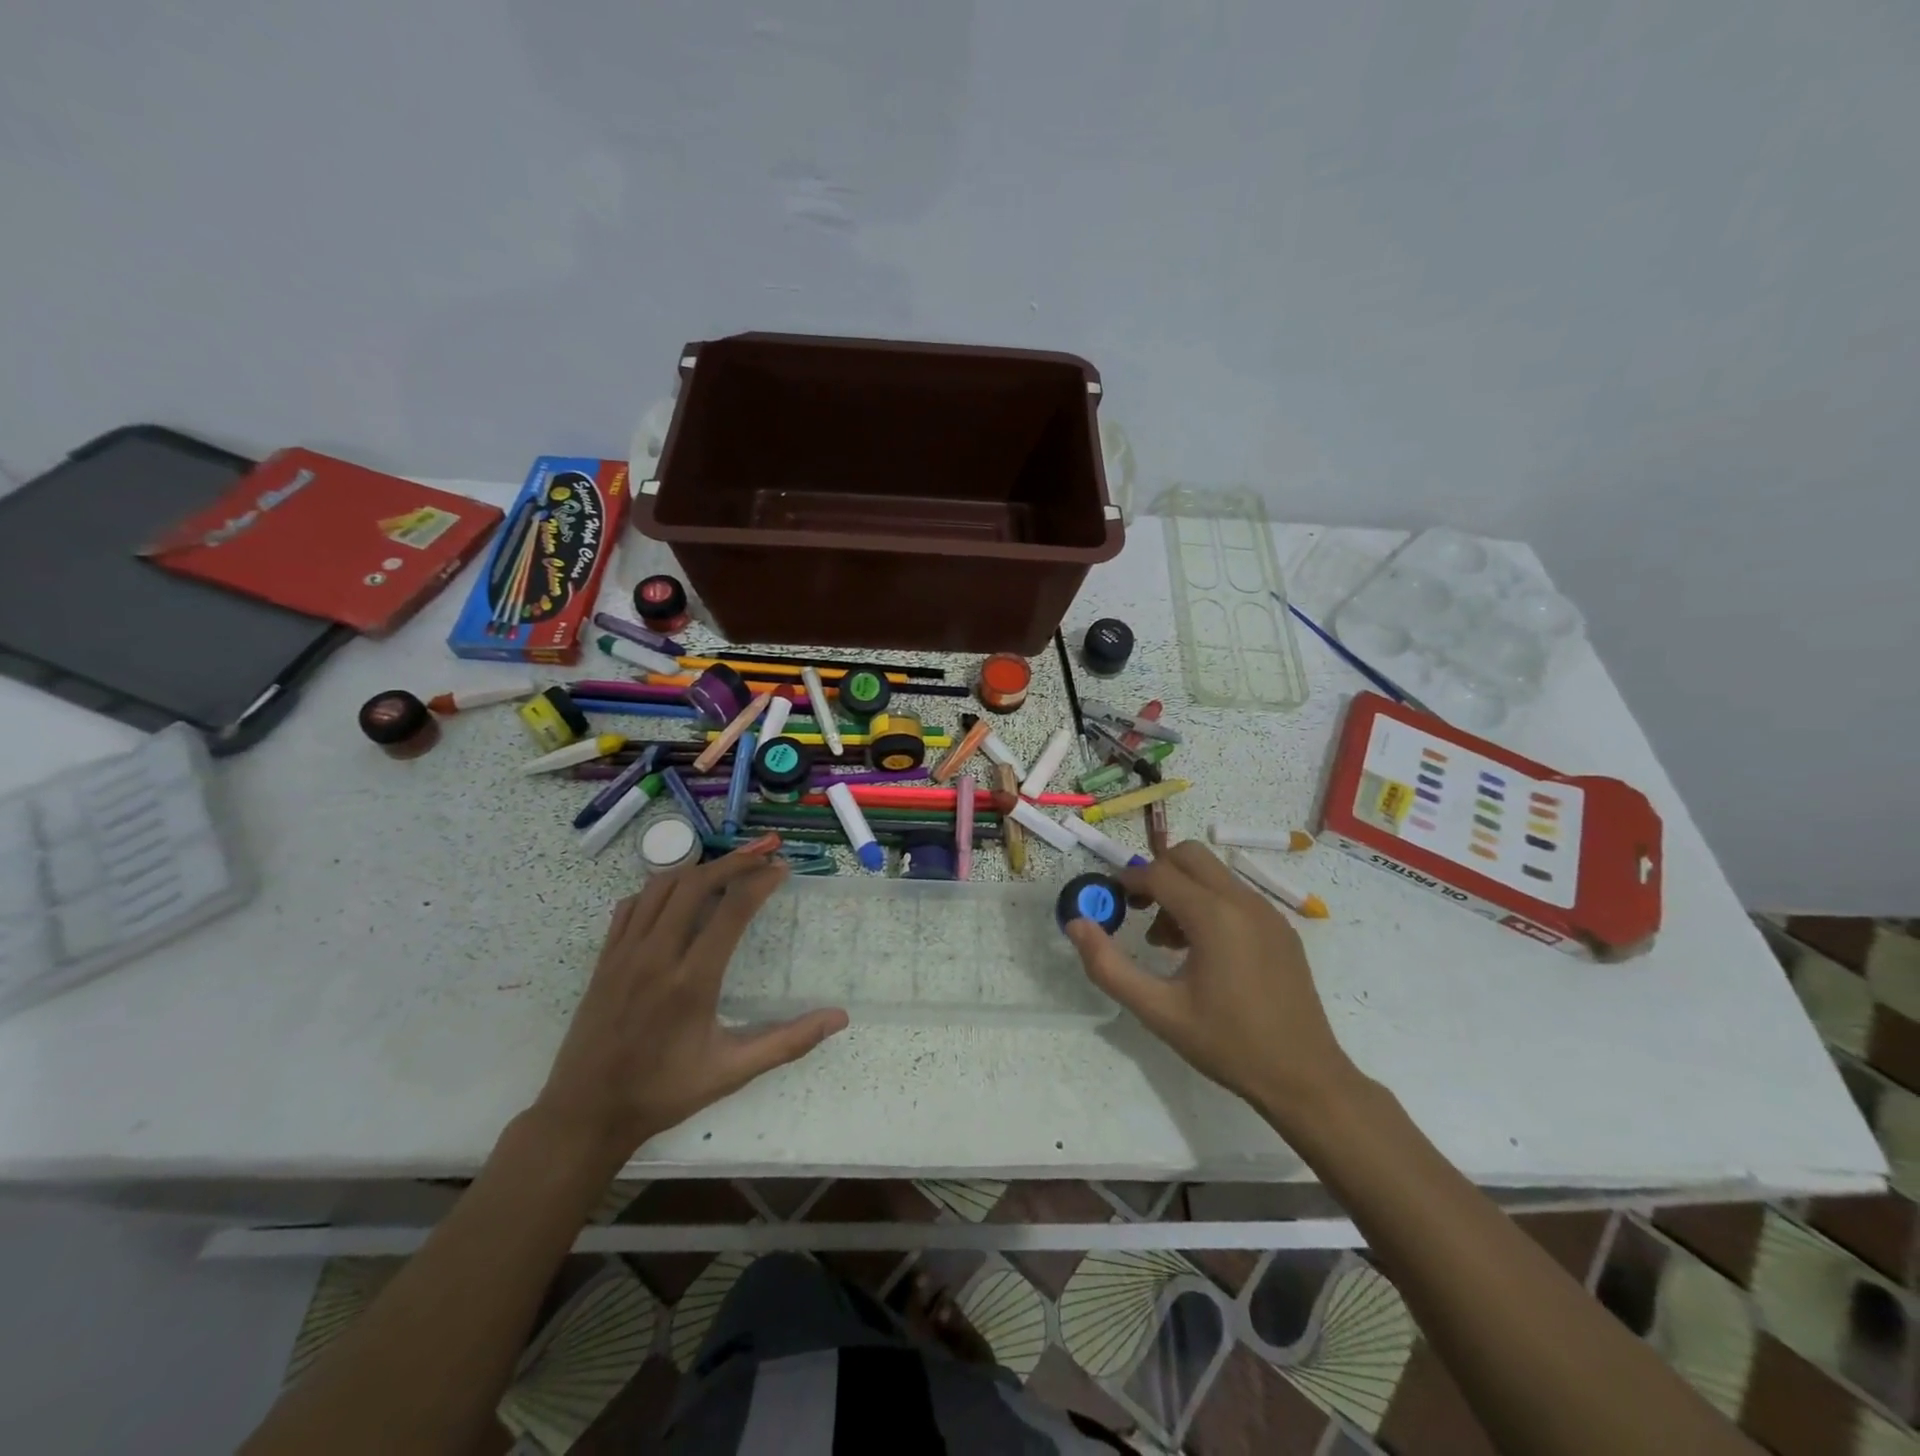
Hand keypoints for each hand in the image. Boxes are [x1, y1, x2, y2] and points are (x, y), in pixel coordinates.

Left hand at [532, 839, 848, 1165]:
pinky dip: (660, 889)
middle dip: (735, 860)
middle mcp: (657, 956)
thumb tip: (839, 1018)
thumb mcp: (732, 1072)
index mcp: (692, 981)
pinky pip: (632, 905)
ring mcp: (625, 953)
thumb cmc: (664, 1092)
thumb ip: (788, 1042)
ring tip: (729, 866)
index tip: (782, 868)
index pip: (731, 910)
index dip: (760, 881)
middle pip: (696, 884)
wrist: (585, 1114)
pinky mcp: (605, 958)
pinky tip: (677, 896)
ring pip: (662, 886)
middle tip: (766, 850)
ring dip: (699, 868)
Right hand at [1064, 840, 1360, 1124]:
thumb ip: (1108, 966)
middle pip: (1190, 856)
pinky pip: (1236, 896)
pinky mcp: (1282, 929)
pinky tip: (1203, 953)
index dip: (1128, 880)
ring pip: (1214, 874)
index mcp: (1214, 916)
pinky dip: (1209, 904)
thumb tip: (1075, 924)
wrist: (1305, 1078)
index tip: (1110, 900)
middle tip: (1138, 909)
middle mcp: (1243, 902)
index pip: (1159, 873)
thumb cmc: (1227, 1044)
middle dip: (1157, 873)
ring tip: (1167, 942)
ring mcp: (1268, 913)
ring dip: (1183, 890)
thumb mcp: (1158, 1011)